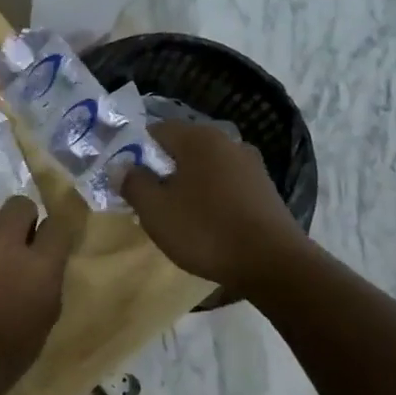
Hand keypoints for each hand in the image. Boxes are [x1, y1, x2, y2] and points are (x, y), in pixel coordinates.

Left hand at [0, 196, 68, 394]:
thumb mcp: (36, 332)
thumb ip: (43, 287)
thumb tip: (39, 263)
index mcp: (37, 268)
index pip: (58, 226)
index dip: (49, 236)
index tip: (40, 246)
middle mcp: (0, 240)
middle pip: (19, 205)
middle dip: (16, 223)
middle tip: (4, 247)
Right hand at [120, 121, 306, 292]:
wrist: (273, 263)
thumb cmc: (205, 230)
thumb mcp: (155, 210)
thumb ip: (133, 183)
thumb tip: (122, 167)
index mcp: (198, 138)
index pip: (155, 131)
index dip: (134, 152)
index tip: (126, 179)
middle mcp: (227, 142)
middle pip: (181, 148)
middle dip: (161, 170)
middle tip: (146, 199)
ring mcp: (250, 165)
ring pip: (204, 167)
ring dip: (186, 184)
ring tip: (175, 214)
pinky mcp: (264, 189)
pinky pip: (225, 184)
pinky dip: (209, 196)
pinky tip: (205, 222)